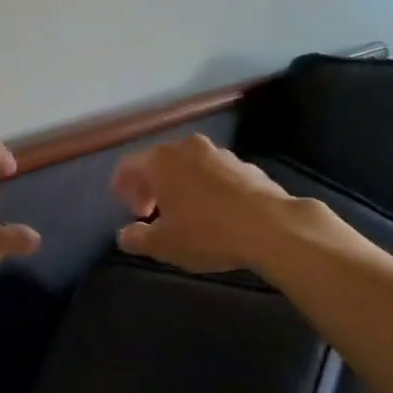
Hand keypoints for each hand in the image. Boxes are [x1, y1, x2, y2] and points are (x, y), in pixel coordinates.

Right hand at [110, 134, 296, 273]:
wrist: (271, 227)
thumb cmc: (207, 233)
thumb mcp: (164, 244)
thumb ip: (137, 238)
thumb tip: (125, 235)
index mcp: (161, 161)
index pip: (129, 166)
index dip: (122, 185)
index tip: (124, 205)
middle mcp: (187, 148)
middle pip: (159, 162)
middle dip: (150, 186)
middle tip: (150, 212)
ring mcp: (219, 153)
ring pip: (188, 165)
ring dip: (179, 185)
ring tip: (183, 213)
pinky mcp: (245, 165)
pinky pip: (214, 173)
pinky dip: (206, 187)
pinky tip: (214, 212)